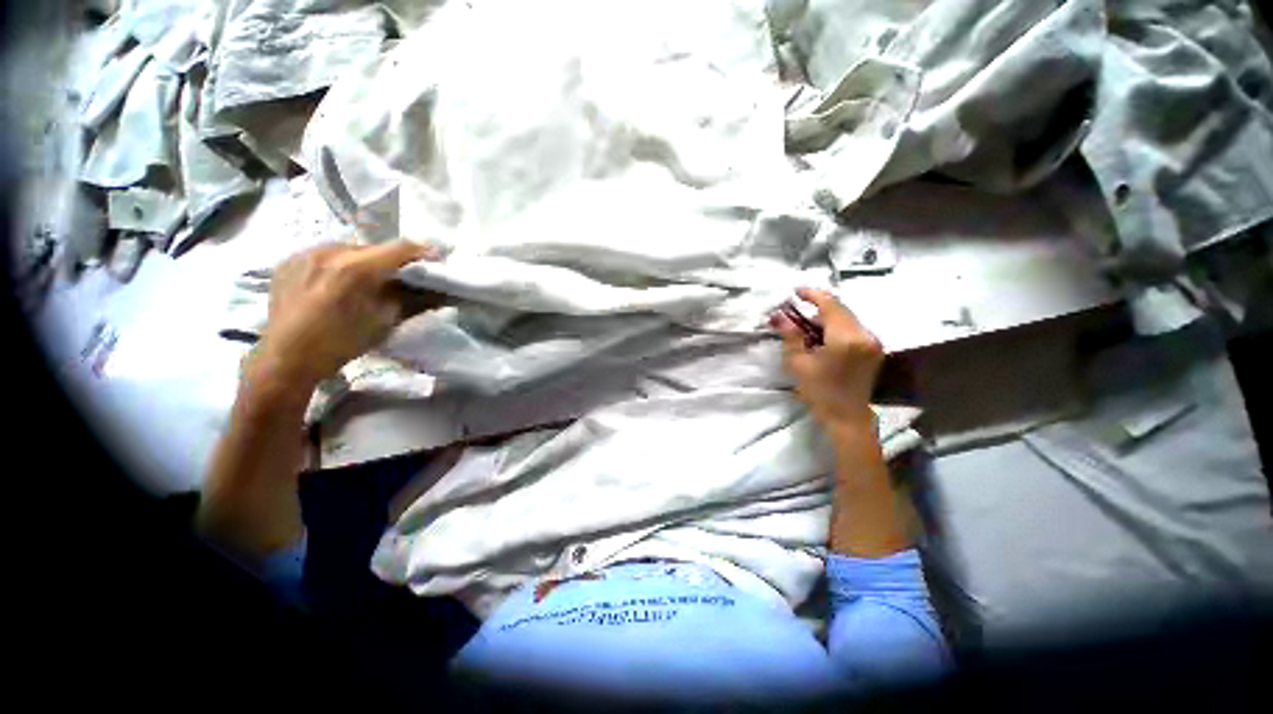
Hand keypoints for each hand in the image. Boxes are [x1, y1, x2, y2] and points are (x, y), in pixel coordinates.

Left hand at [253, 241, 442, 389]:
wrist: (287, 357)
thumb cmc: (342, 343)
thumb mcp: (386, 322)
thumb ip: (417, 301)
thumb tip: (444, 292)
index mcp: (356, 267)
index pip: (401, 248)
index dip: (424, 253)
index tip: (439, 261)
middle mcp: (330, 251)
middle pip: (376, 248)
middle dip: (395, 261)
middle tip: (407, 277)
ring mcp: (306, 252)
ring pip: (351, 250)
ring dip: (369, 262)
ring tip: (373, 282)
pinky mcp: (290, 259)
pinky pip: (328, 255)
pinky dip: (343, 265)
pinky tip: (343, 284)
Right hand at [770, 288, 883, 430]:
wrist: (847, 416)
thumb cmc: (819, 391)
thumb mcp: (798, 363)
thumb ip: (791, 335)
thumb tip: (779, 316)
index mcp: (845, 337)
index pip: (830, 304)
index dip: (812, 294)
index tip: (795, 291)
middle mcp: (864, 334)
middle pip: (840, 308)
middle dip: (818, 305)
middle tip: (796, 308)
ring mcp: (872, 341)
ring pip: (847, 317)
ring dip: (826, 316)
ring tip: (806, 322)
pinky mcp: (873, 348)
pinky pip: (853, 327)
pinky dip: (836, 325)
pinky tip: (822, 334)